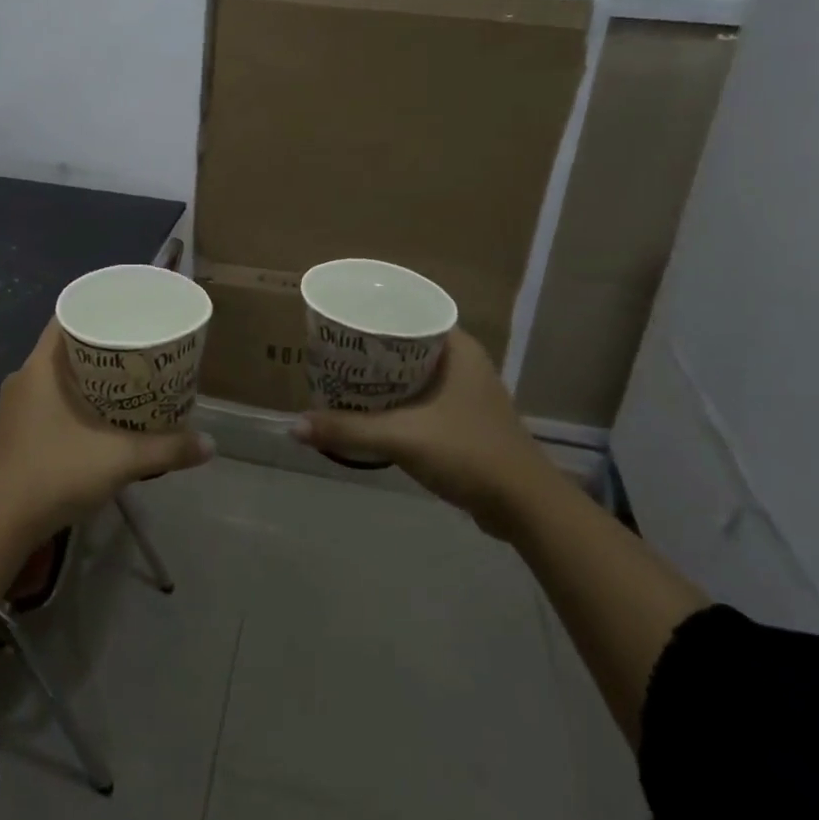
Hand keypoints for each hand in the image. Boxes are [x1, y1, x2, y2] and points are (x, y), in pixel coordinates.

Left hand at [0, 319, 214, 545]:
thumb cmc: (55, 475)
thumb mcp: (120, 460)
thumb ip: (167, 449)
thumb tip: (210, 445)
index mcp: (39, 368)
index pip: (66, 317)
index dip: (97, 309)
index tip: (128, 312)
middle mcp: (23, 379)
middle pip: (65, 347)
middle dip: (102, 344)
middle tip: (140, 348)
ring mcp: (15, 408)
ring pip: (57, 376)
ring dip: (89, 375)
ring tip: (128, 380)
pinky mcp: (14, 432)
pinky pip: (48, 399)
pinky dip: (75, 398)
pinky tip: (101, 416)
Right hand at [291, 330, 557, 538]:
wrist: (524, 507)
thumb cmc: (469, 454)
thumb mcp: (403, 438)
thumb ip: (348, 430)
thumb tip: (294, 426)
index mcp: (458, 348)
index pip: (410, 312)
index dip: (374, 313)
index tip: (339, 318)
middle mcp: (463, 362)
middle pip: (405, 343)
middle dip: (369, 348)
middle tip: (330, 349)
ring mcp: (465, 392)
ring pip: (412, 372)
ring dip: (380, 376)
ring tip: (340, 375)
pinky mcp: (461, 420)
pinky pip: (418, 397)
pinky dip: (394, 400)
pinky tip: (367, 409)